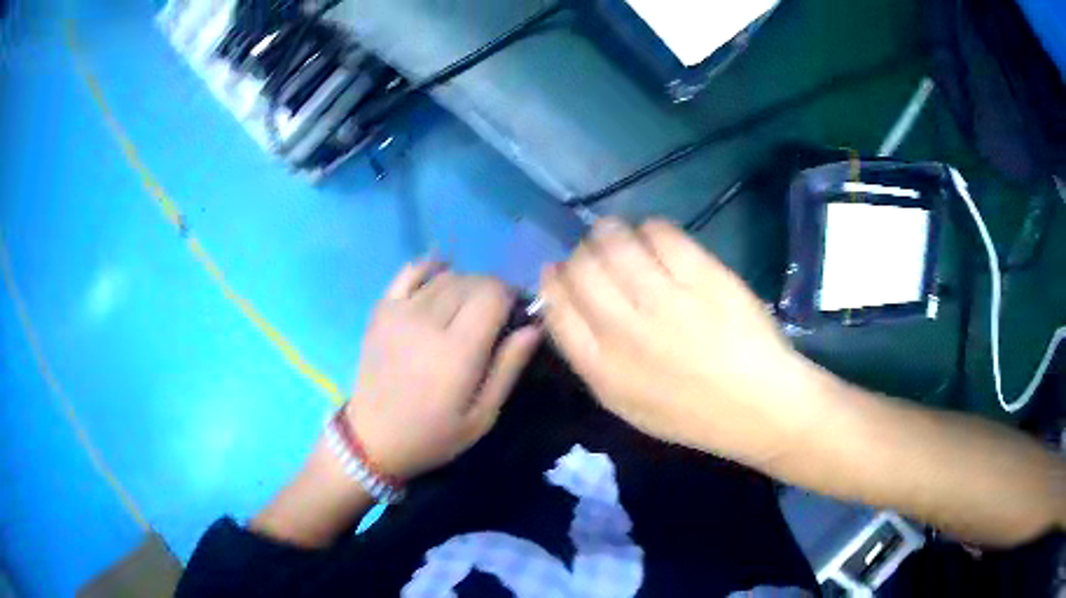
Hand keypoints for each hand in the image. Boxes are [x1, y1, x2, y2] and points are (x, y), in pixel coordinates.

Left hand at [346, 261, 540, 480]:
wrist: (373, 438)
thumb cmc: (433, 435)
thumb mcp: (482, 416)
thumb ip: (508, 368)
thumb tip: (533, 328)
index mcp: (457, 351)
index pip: (493, 295)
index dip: (510, 297)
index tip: (514, 315)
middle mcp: (428, 322)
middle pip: (472, 281)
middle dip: (492, 290)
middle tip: (494, 314)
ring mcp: (400, 312)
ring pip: (446, 276)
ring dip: (466, 283)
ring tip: (468, 307)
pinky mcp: (382, 310)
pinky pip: (409, 272)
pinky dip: (430, 267)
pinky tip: (440, 274)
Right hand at [540, 218, 829, 467]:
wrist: (758, 407)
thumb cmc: (693, 414)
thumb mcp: (627, 406)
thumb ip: (591, 360)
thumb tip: (566, 305)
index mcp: (602, 368)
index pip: (556, 306)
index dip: (553, 281)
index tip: (561, 271)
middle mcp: (624, 330)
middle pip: (580, 268)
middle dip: (580, 254)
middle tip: (595, 252)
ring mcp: (665, 300)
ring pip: (614, 242)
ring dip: (610, 231)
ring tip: (621, 235)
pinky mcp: (702, 276)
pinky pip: (659, 233)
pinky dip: (651, 229)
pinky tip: (657, 238)